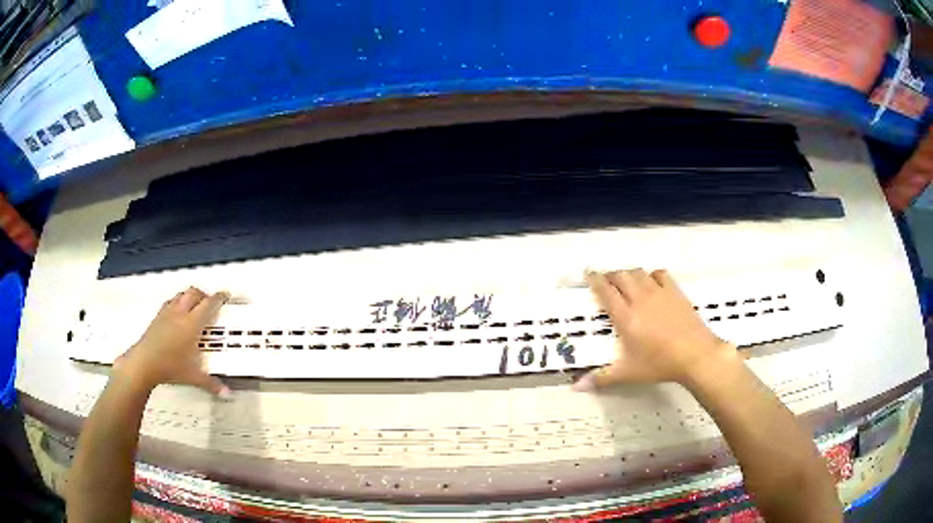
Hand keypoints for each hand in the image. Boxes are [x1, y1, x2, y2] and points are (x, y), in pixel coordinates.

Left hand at [114, 287, 229, 396]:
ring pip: (181, 294)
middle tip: (210, 303)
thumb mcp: (193, 376)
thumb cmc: (169, 366)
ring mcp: (167, 312)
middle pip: (194, 293)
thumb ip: (211, 383)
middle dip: (204, 295)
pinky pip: (170, 301)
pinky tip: (177, 312)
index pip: (208, 304)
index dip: (218, 298)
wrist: (144, 362)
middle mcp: (180, 313)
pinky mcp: (158, 316)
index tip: (225, 296)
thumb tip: (226, 392)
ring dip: (190, 296)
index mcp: (192, 324)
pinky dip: (177, 302)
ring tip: (194, 305)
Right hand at [573, 269, 739, 390]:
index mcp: (626, 317)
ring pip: (638, 273)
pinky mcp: (675, 292)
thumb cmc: (660, 363)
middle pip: (621, 276)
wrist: (695, 354)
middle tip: (606, 281)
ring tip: (626, 281)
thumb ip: (602, 377)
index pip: (605, 291)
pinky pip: (660, 274)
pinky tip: (651, 282)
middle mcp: (640, 299)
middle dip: (610, 276)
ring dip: (629, 274)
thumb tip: (578, 386)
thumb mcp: (628, 373)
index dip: (595, 280)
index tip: (589, 274)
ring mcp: (659, 293)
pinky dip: (651, 275)